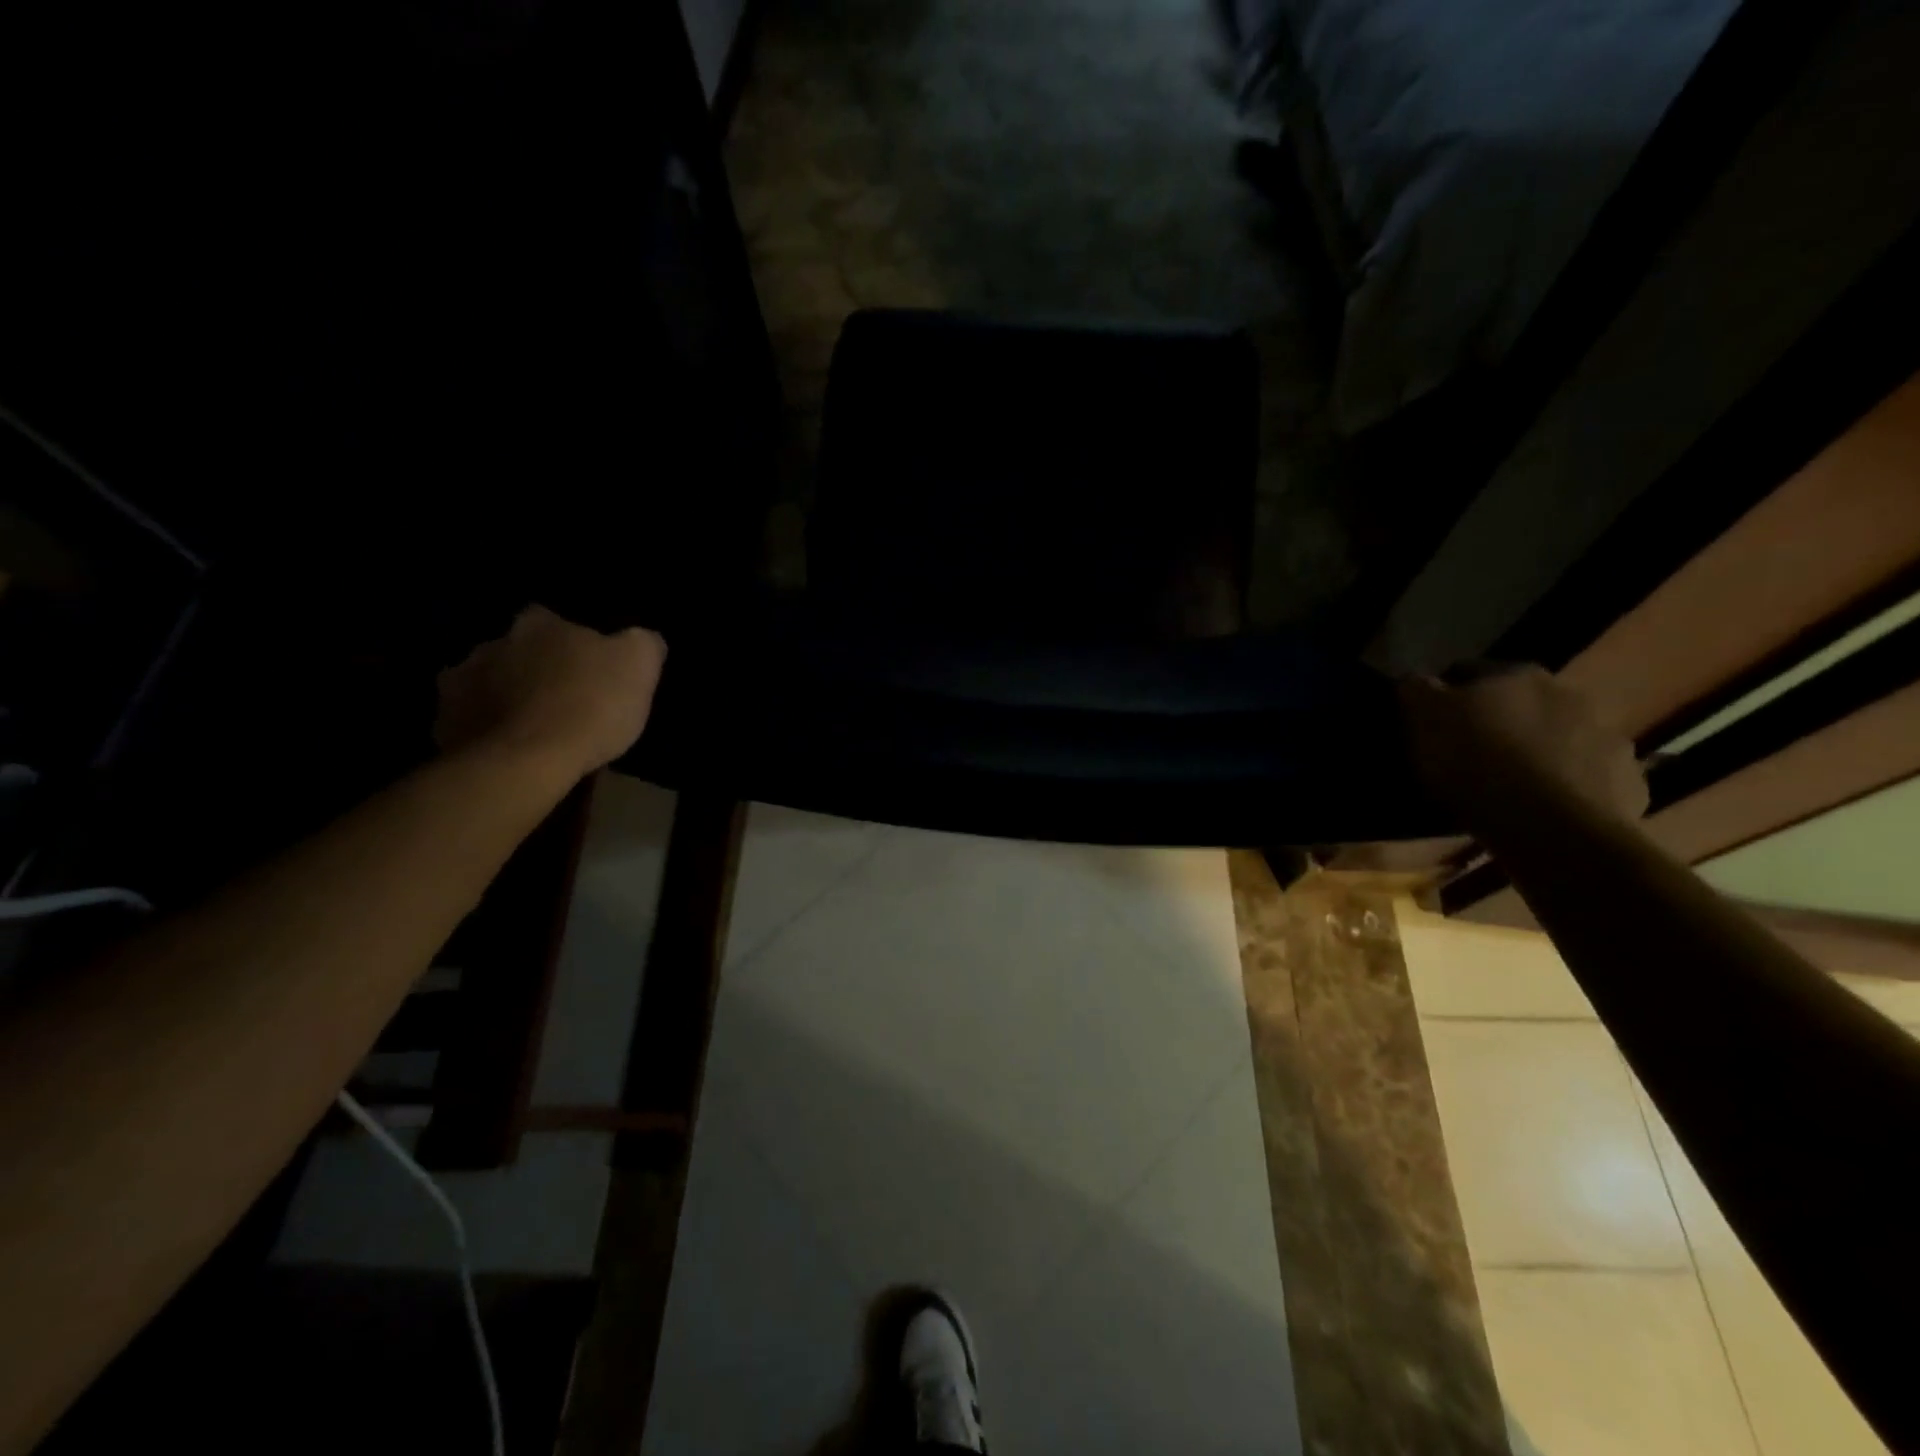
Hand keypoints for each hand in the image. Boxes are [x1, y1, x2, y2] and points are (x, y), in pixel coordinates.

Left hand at [435, 606, 666, 779]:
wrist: (525, 761)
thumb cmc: (589, 706)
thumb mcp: (640, 666)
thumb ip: (642, 642)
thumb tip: (642, 637)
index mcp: (539, 623)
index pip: (553, 618)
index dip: (571, 642)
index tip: (586, 665)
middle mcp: (492, 643)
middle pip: (516, 650)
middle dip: (533, 667)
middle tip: (559, 697)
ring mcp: (459, 682)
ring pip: (487, 682)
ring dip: (505, 696)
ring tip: (531, 726)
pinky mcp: (444, 723)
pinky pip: (467, 720)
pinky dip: (484, 729)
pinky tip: (507, 748)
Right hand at [1399, 665, 1647, 828]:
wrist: (1552, 827)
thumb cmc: (1476, 764)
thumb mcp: (1424, 721)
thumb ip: (1416, 691)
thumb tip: (1416, 679)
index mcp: (1515, 673)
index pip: (1469, 671)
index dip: (1445, 695)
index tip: (1429, 723)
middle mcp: (1567, 693)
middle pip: (1519, 702)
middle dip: (1496, 721)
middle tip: (1468, 754)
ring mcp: (1606, 736)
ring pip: (1557, 737)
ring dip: (1536, 751)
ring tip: (1507, 785)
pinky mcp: (1626, 780)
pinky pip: (1586, 776)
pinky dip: (1566, 785)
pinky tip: (1542, 808)